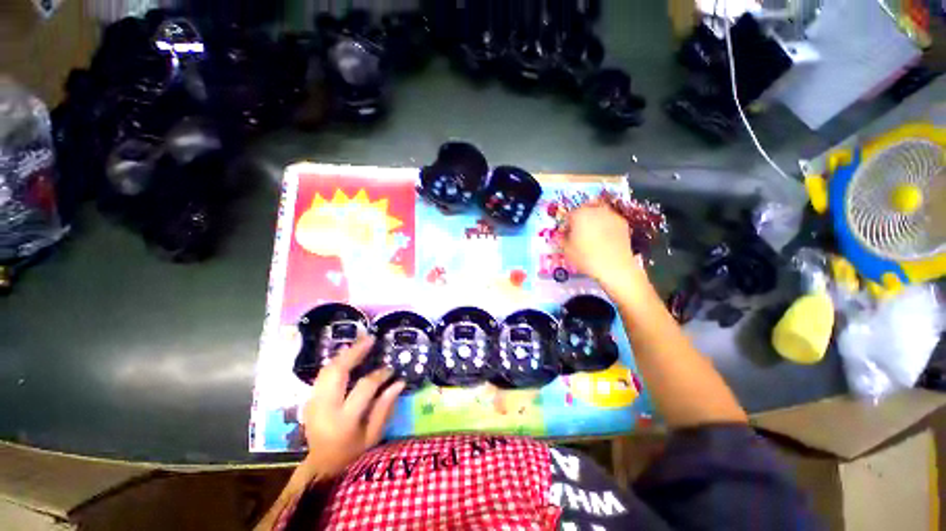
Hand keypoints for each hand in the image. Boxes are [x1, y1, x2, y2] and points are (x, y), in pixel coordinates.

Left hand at [300, 335, 404, 477]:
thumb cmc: (352, 453)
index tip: (390, 369)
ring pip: (327, 369)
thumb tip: (399, 382)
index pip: (364, 387)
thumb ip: (385, 407)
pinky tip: (346, 354)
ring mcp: (313, 402)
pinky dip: (335, 362)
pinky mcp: (309, 399)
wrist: (321, 466)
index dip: (379, 374)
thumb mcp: (373, 435)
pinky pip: (322, 374)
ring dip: (344, 354)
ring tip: (360, 342)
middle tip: (370, 339)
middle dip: (355, 352)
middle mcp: (325, 408)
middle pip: (337, 372)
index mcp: (344, 420)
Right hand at [561, 202, 643, 286]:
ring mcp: (611, 215)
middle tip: (579, 231)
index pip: (569, 214)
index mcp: (579, 214)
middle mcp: (595, 210)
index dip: (567, 224)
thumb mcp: (567, 250)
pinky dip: (606, 225)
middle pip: (585, 208)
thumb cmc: (587, 258)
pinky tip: (604, 238)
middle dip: (581, 218)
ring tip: (592, 234)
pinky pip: (610, 219)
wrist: (615, 267)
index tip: (567, 233)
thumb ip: (563, 238)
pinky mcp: (623, 222)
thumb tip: (563, 235)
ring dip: (594, 219)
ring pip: (599, 212)